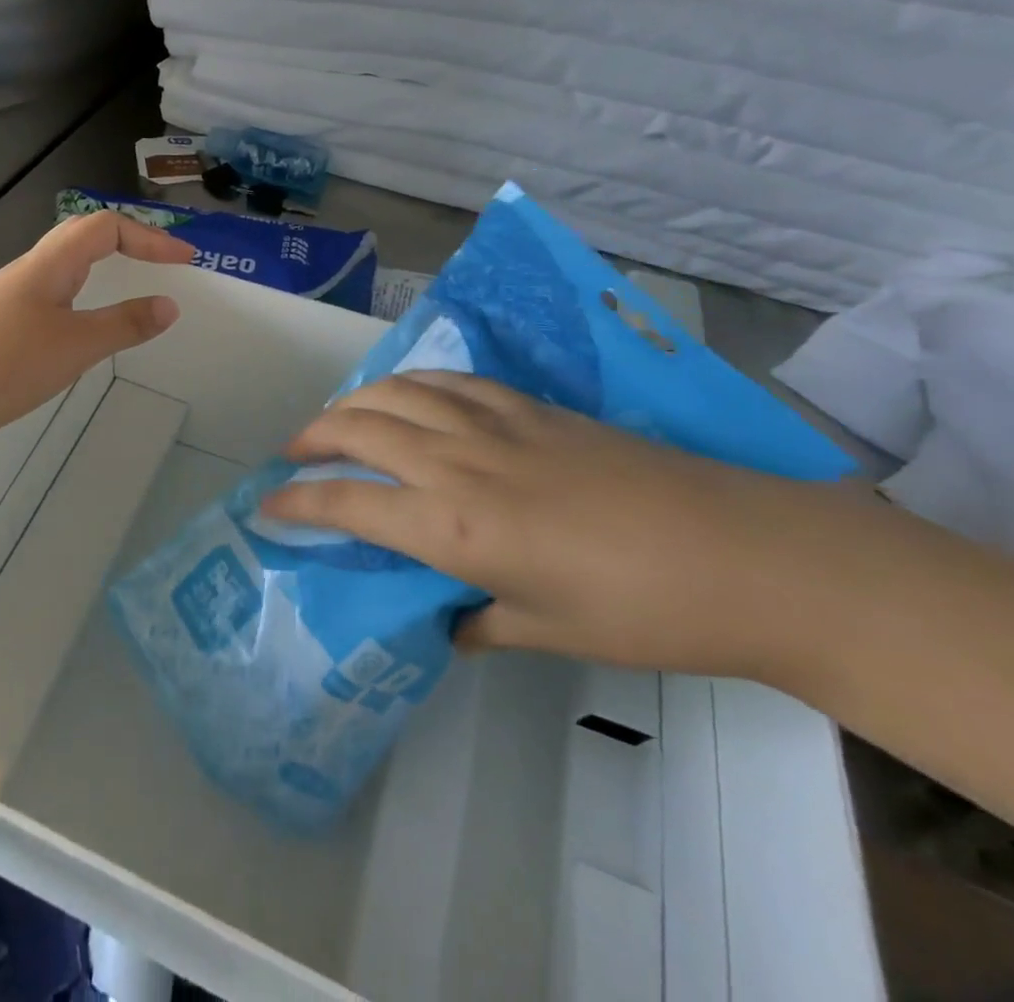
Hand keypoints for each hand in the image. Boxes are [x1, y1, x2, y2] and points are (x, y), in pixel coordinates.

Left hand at [0, 212, 192, 444]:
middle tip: (162, 264)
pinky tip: (78, 332)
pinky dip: (79, 298)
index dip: (151, 238)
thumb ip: (123, 324)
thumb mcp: (73, 347)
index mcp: (49, 265)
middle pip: (82, 237)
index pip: (107, 227)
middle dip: (128, 244)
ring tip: (128, 291)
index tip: (187, 260)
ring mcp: (6, 297)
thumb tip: (170, 304)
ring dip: (102, 269)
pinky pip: (48, 295)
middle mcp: (27, 270)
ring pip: (62, 268)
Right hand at [262, 371, 850, 679]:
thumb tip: (446, 622)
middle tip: (292, 454)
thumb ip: (480, 620)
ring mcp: (494, 423)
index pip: (348, 502)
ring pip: (397, 391)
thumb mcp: (547, 632)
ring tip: (338, 418)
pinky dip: (412, 384)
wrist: (746, 554)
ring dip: (354, 400)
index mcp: (452, 526)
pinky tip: (412, 397)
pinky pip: (449, 380)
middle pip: (359, 427)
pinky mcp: (530, 405)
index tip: (267, 504)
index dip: (298, 501)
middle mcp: (456, 462)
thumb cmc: (641, 612)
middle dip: (312, 436)